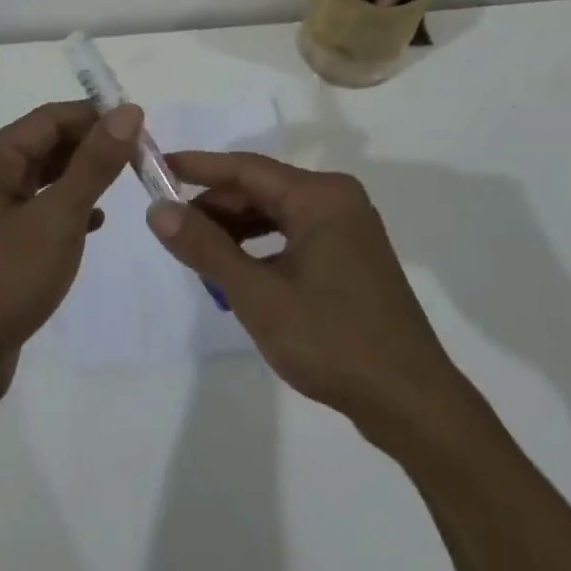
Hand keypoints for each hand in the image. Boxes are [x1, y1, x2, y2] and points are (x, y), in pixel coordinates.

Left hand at [0, 101, 139, 406]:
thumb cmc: (3, 280)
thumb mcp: (57, 218)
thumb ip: (94, 163)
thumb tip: (128, 111)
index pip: (51, 118)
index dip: (98, 118)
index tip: (143, 129)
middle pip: (46, 143)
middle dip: (92, 147)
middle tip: (141, 159)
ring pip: (43, 175)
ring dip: (81, 177)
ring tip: (125, 183)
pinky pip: (36, 205)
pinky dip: (66, 206)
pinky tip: (95, 222)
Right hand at [150, 152, 460, 441]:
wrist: (411, 404)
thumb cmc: (332, 340)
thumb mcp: (258, 295)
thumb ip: (206, 248)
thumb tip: (158, 210)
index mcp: (320, 197)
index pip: (246, 168)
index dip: (199, 168)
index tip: (158, 167)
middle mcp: (337, 201)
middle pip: (262, 190)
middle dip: (215, 206)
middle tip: (171, 224)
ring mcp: (348, 230)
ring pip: (277, 215)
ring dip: (236, 230)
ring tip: (197, 252)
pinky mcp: (351, 258)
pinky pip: (294, 237)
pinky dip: (262, 248)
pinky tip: (237, 271)